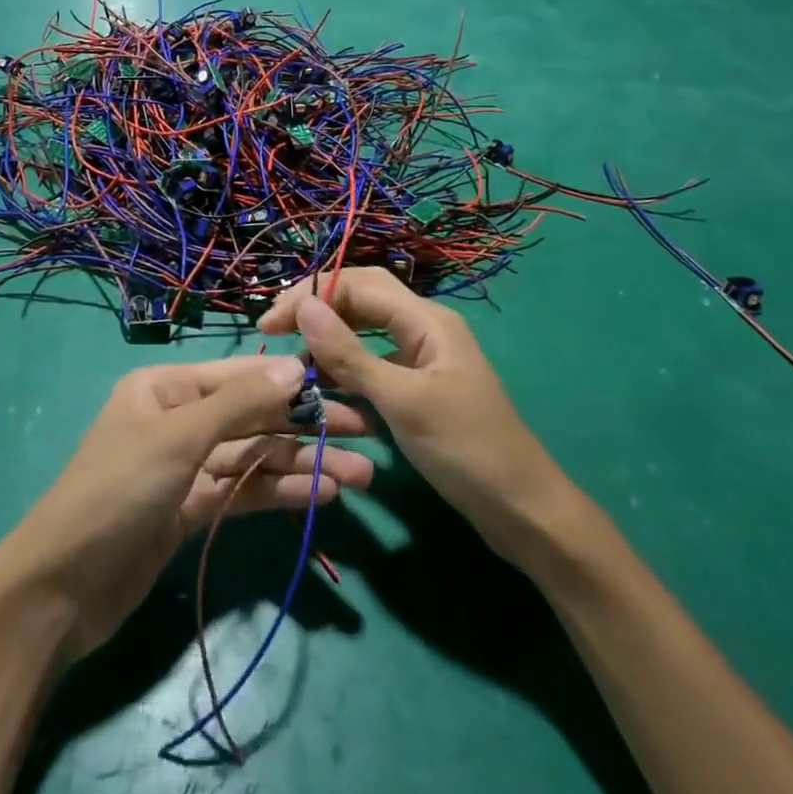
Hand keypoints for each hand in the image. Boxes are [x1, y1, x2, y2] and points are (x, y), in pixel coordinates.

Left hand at [0, 354, 373, 661]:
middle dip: (306, 426)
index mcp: (166, 388)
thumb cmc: (116, 491)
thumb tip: (295, 366)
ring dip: (302, 464)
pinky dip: (278, 492)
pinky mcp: (191, 510)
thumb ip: (239, 404)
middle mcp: (178, 419)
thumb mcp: (177, 438)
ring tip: (360, 476)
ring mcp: (185, 467)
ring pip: (254, 457)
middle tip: (366, 434)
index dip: (291, 381)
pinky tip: (321, 496)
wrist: (60, 588)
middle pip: (253, 416)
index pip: (240, 375)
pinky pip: (243, 492)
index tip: (344, 385)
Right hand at [260, 269, 576, 559]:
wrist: (522, 510)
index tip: (271, 325)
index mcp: (426, 319)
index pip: (358, 284)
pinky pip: (374, 360)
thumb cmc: (464, 449)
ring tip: (292, 356)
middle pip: (362, 298)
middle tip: (275, 332)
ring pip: (366, 329)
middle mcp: (424, 327)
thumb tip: (302, 306)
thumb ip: (349, 353)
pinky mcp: (419, 385)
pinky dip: (346, 364)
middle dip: (318, 307)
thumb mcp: (401, 400)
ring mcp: (423, 357)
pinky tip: (323, 382)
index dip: (311, 295)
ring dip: (329, 336)